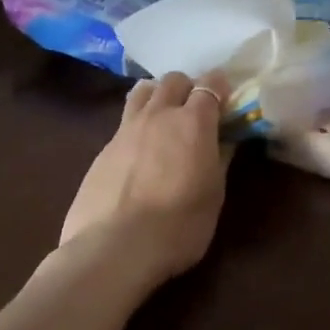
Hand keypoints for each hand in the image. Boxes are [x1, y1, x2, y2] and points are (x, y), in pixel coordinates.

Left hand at [61, 70, 232, 281]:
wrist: (113, 250)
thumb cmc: (178, 225)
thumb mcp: (214, 195)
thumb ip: (220, 159)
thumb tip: (226, 140)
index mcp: (193, 121)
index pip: (211, 83)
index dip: (220, 87)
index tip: (227, 101)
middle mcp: (159, 114)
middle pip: (174, 79)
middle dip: (188, 88)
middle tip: (195, 112)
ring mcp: (126, 129)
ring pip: (143, 91)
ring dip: (158, 96)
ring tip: (163, 120)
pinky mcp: (102, 149)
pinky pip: (124, 122)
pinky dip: (137, 126)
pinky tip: (139, 153)